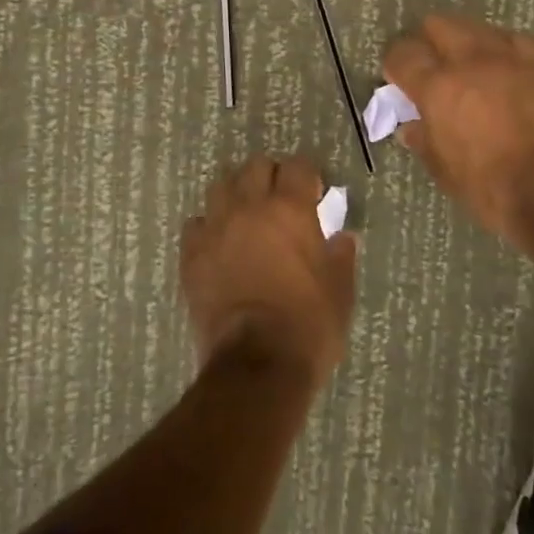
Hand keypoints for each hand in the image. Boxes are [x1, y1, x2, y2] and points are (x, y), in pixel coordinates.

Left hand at [181, 154, 357, 384]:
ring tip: (247, 217)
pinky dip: (209, 227)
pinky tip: (219, 245)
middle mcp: (249, 208)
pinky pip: (196, 224)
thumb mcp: (340, 292)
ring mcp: (216, 229)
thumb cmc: (308, 326)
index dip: (307, 176)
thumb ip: (341, 257)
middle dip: (270, 177)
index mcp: (290, 210)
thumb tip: (342, 238)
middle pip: (255, 166)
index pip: (297, 166)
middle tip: (280, 202)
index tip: (314, 195)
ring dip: (236, 194)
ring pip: (221, 187)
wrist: (256, 366)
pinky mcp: (191, 256)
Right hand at [383, 14, 533, 239]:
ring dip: (465, 42)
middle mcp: (470, 60)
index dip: (395, 64)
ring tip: (469, 67)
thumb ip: (424, 140)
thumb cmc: (490, 188)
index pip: (403, 54)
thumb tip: (411, 126)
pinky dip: (501, 48)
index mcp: (438, 87)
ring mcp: (509, 57)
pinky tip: (504, 68)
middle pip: (438, 24)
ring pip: (476, 26)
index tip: (398, 78)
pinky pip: (513, 39)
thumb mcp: (444, 170)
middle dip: (428, 42)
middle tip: (431, 68)